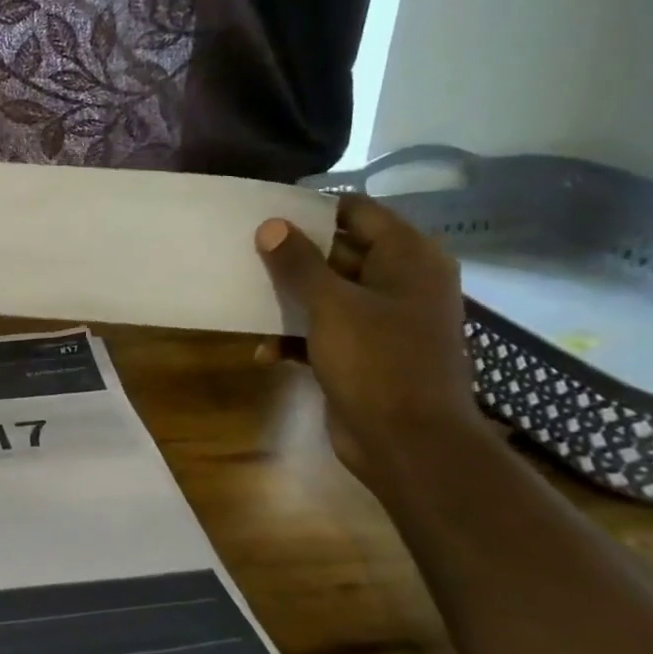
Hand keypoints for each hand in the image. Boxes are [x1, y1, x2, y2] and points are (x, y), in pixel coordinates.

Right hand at [254, 195, 483, 489]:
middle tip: (244, 248)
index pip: (358, 212)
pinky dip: (295, 338)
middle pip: (338, 252)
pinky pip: (323, 332)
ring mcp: (383, 321)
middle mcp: (400, 283)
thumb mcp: (331, 305)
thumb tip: (271, 225)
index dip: (314, 209)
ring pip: (326, 294)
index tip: (268, 210)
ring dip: (289, 298)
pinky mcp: (364, 355)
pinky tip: (265, 352)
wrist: (408, 444)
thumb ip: (298, 263)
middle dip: (293, 254)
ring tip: (245, 294)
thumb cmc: (377, 362)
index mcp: (407, 260)